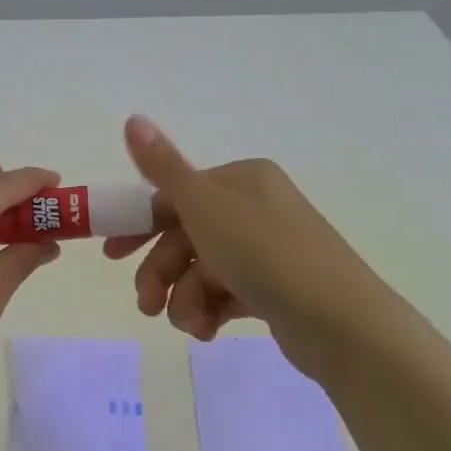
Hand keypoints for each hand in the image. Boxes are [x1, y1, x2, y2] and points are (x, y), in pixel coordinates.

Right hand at [104, 115, 378, 375]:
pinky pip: (226, 295)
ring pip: (202, 272)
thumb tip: (132, 118)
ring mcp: (267, 251)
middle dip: (162, 274)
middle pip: (186, 238)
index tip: (111, 256)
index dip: (140, 226)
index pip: (176, 197)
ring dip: (186, 300)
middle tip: (146, 305)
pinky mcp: (274, 289)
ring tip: (193, 325)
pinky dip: (211, 312)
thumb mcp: (206, 207)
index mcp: (241, 181)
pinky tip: (210, 331)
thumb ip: (164, 168)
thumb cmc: (265, 255)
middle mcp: (255, 209)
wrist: (339, 321)